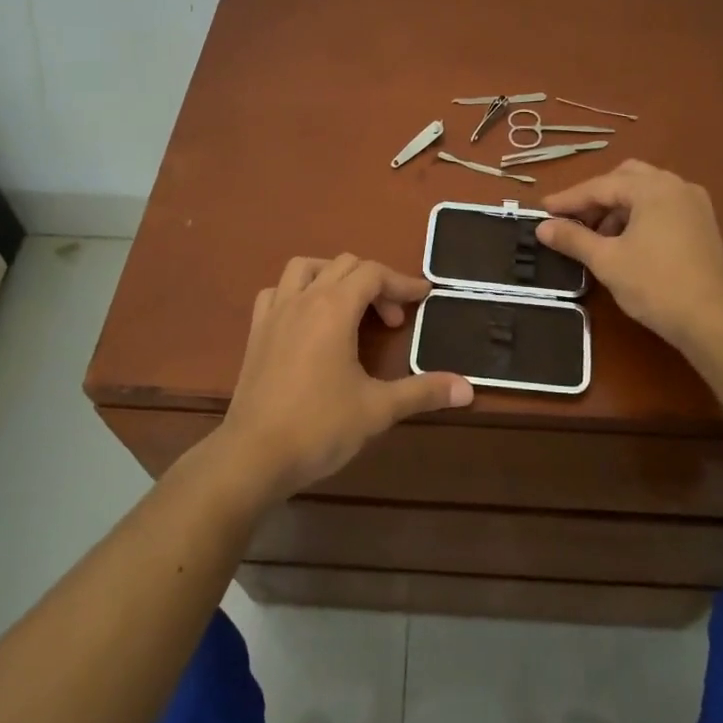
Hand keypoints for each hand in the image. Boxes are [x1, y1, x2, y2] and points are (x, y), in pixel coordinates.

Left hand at [211, 255, 473, 505]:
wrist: (253, 456)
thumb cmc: (319, 427)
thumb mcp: (378, 409)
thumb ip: (423, 392)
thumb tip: (468, 389)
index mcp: (333, 308)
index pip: (373, 274)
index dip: (402, 282)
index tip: (425, 297)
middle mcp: (303, 299)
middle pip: (344, 265)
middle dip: (376, 283)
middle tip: (394, 320)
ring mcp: (274, 313)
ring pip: (305, 268)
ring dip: (334, 276)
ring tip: (351, 306)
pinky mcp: (256, 332)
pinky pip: (277, 292)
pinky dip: (298, 292)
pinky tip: (308, 319)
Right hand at [537, 161, 722, 347]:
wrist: (713, 321)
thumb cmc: (655, 285)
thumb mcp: (607, 260)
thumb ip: (573, 238)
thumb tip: (542, 228)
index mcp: (653, 188)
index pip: (601, 185)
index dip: (569, 199)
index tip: (543, 210)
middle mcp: (677, 186)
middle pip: (626, 178)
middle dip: (596, 197)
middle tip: (573, 220)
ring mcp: (694, 204)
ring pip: (645, 192)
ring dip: (618, 207)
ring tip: (598, 237)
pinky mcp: (703, 224)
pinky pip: (662, 206)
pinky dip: (639, 215)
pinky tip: (626, 242)